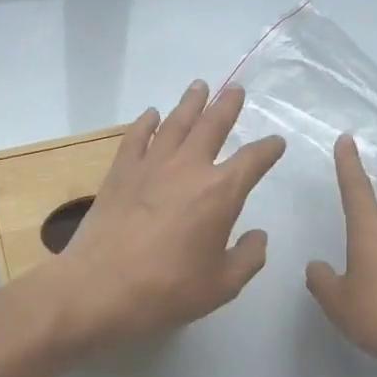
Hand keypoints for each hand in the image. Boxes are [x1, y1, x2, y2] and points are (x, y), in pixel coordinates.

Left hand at [43, 81, 284, 350]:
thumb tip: (258, 236)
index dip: (268, 149)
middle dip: (228, 106)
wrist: (100, 287)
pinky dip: (145, 122)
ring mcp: (151, 165)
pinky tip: (151, 114)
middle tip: (236, 90)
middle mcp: (188, 167)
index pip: (253, 160)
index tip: (276, 143)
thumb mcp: (222, 285)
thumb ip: (248, 258)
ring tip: (199, 86)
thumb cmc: (168, 290)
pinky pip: (136, 137)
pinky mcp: (120, 172)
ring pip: (175, 123)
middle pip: (213, 125)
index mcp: (221, 192)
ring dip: (190, 103)